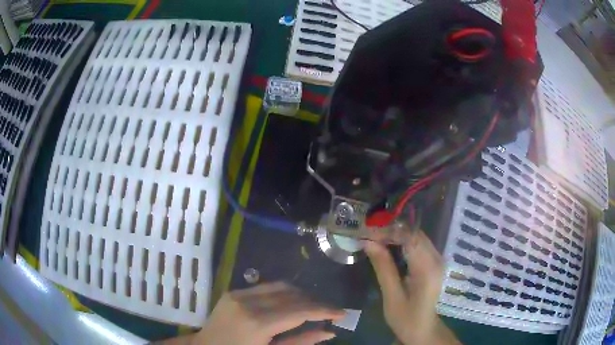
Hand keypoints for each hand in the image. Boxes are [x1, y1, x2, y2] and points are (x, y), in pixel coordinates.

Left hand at [189, 282, 343, 344]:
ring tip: (315, 306)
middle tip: (331, 311)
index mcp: (258, 324)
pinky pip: (266, 287)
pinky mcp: (233, 291)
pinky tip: (292, 302)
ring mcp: (239, 294)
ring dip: (302, 294)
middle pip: (292, 295)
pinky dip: (285, 293)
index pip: (300, 311)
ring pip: (281, 286)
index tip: (342, 313)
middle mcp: (248, 303)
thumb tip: (329, 332)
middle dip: (315, 302)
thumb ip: (301, 342)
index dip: (324, 310)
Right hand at [364, 231, 459, 344]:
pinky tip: (387, 248)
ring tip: (374, 239)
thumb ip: (383, 267)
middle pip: (414, 233)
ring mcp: (437, 259)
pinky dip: (402, 242)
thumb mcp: (392, 296)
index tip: (367, 232)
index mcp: (427, 269)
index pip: (410, 237)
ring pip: (416, 236)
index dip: (389, 231)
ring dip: (395, 235)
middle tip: (368, 235)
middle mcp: (436, 259)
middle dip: (390, 231)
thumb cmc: (406, 318)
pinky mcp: (434, 262)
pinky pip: (418, 244)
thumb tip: (368, 242)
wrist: (424, 329)